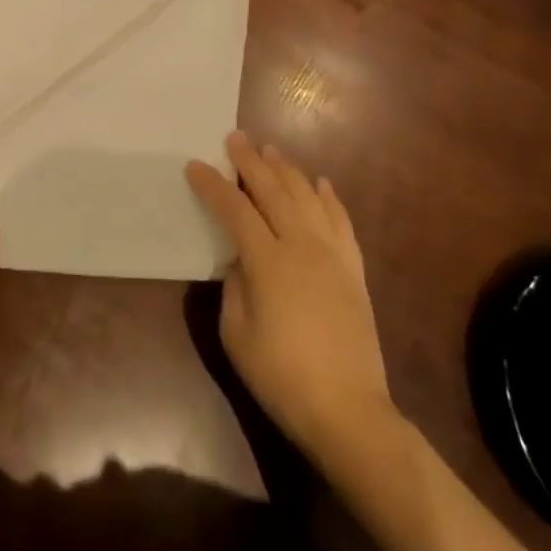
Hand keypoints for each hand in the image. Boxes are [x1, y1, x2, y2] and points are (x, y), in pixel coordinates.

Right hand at [185, 132, 395, 459]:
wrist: (349, 411)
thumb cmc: (282, 377)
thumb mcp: (237, 334)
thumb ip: (234, 287)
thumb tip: (240, 260)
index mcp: (268, 262)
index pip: (235, 210)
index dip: (213, 186)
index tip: (195, 166)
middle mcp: (302, 247)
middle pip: (274, 192)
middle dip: (251, 163)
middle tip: (236, 138)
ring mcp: (333, 256)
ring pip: (309, 198)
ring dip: (288, 171)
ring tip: (271, 151)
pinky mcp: (354, 271)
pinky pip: (342, 222)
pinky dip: (330, 198)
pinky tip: (321, 183)